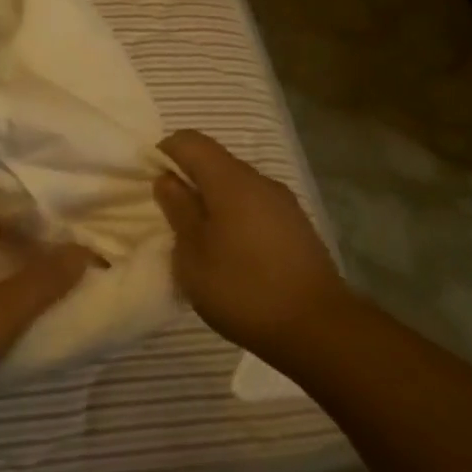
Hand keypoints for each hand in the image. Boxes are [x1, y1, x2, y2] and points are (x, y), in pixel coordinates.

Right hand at [154, 130, 347, 357]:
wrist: (320, 331)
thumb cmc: (243, 288)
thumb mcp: (192, 254)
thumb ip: (177, 210)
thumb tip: (167, 179)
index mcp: (230, 180)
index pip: (189, 141)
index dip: (163, 153)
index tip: (150, 185)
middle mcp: (259, 181)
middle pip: (214, 161)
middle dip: (187, 180)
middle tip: (169, 216)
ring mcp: (283, 204)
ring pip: (235, 186)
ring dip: (211, 202)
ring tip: (198, 239)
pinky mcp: (297, 227)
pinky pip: (254, 207)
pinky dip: (234, 218)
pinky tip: (230, 254)